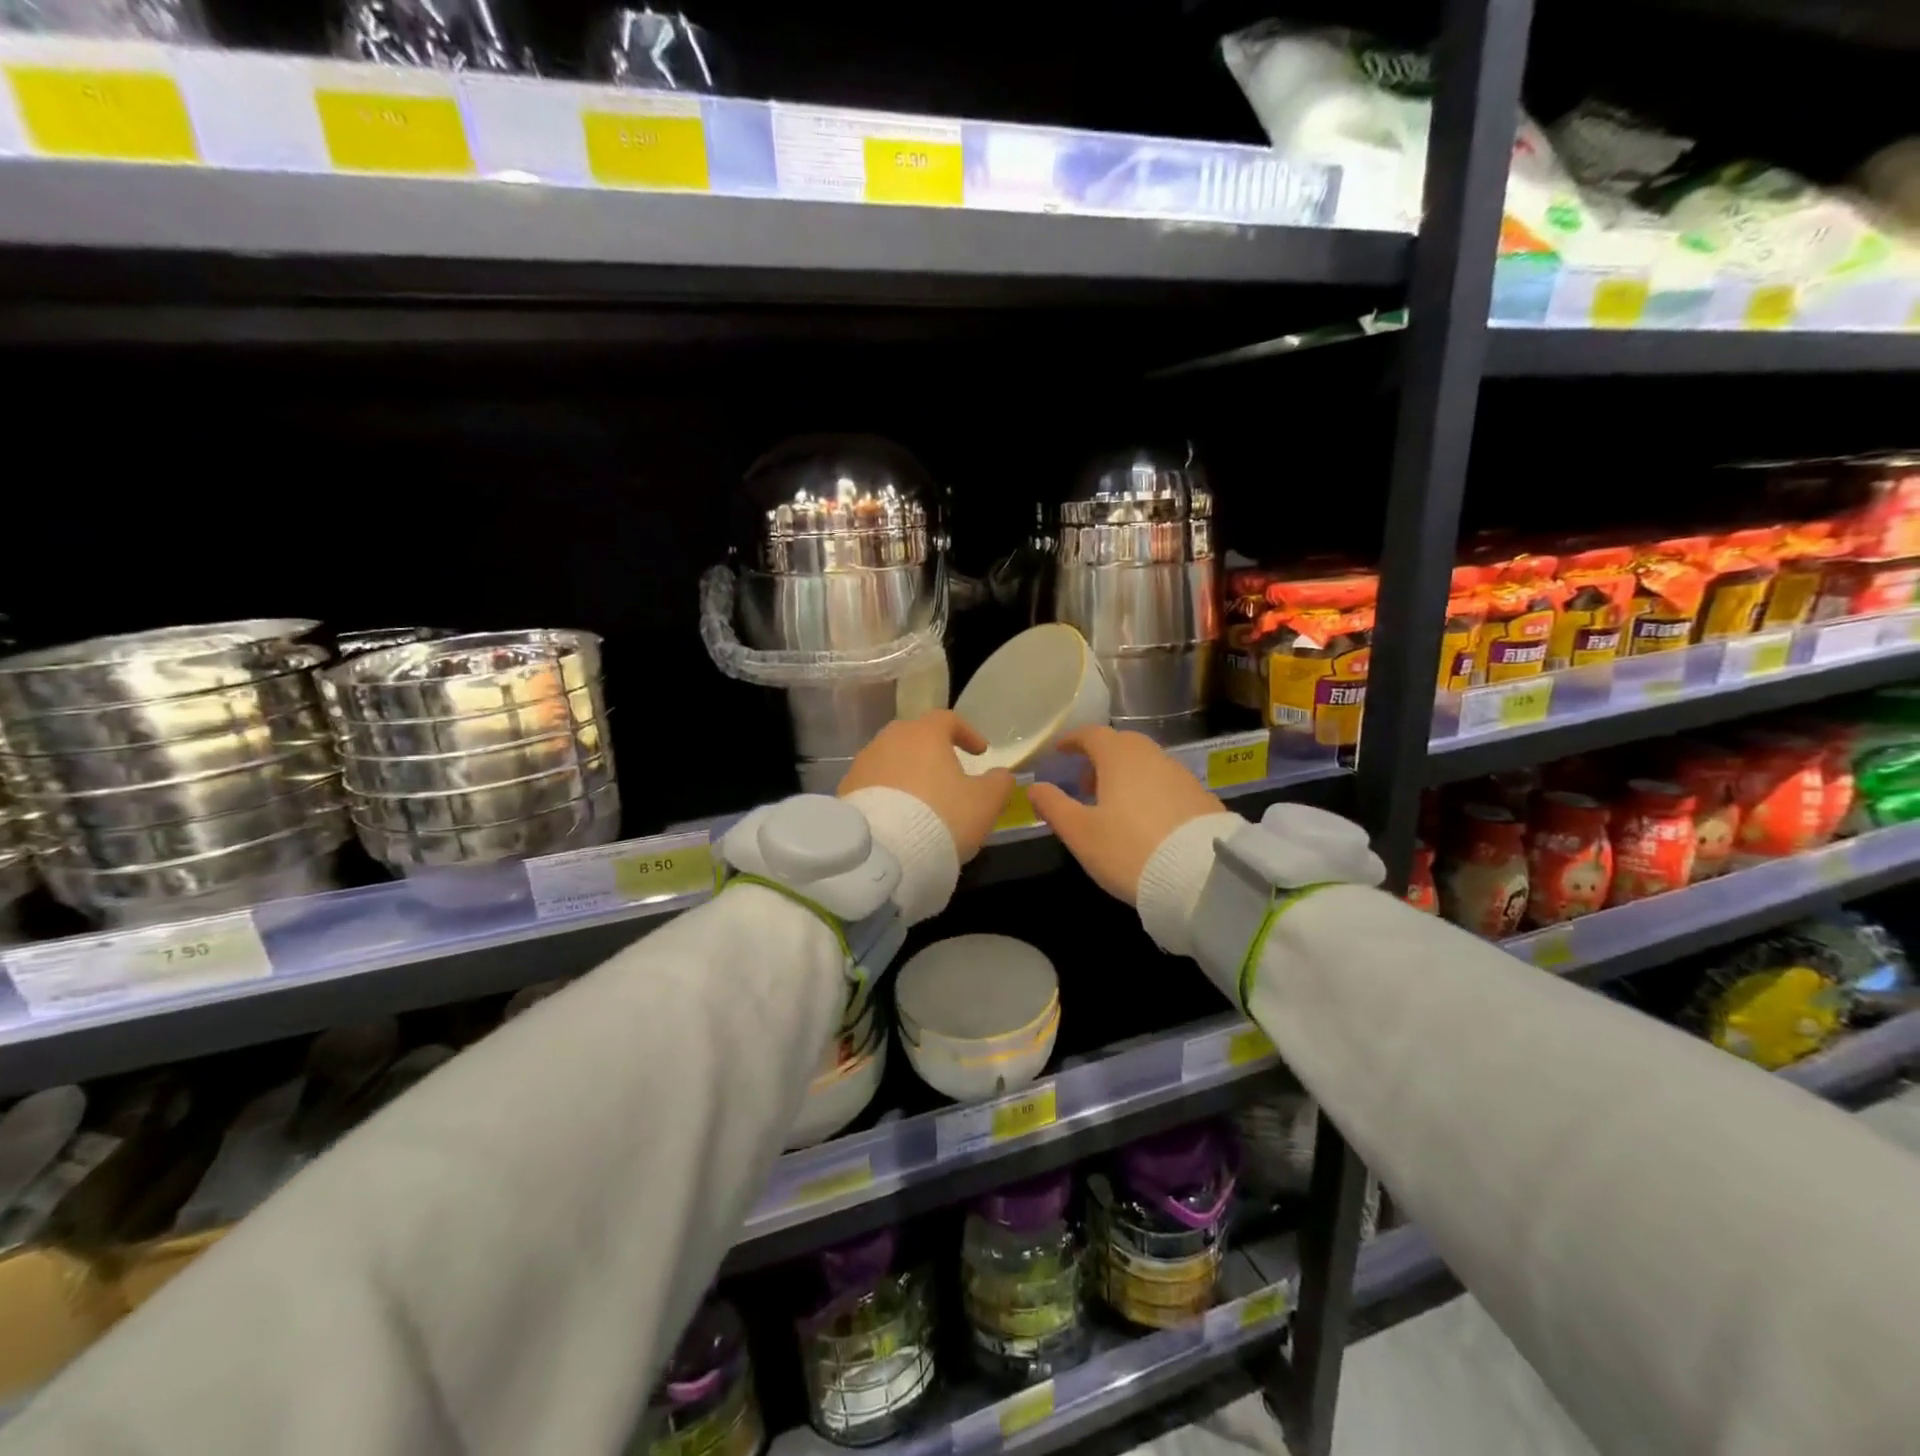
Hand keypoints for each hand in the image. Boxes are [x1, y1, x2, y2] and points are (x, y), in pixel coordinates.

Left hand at [839, 711, 1014, 863]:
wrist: (883, 853)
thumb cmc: (942, 817)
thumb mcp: (985, 803)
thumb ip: (999, 783)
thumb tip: (1001, 775)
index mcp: (924, 734)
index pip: (948, 719)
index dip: (967, 733)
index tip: (980, 752)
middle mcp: (889, 739)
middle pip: (915, 737)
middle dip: (932, 751)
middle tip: (947, 773)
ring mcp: (863, 764)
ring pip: (891, 760)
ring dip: (907, 773)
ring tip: (921, 800)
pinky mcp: (845, 790)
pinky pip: (873, 784)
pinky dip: (888, 793)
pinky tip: (897, 816)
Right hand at [1028, 727, 1224, 904]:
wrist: (1202, 876)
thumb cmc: (1128, 849)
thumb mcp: (1080, 833)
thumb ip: (1054, 806)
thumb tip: (1034, 787)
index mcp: (1119, 757)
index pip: (1092, 734)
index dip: (1073, 740)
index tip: (1060, 751)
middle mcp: (1152, 756)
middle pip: (1122, 745)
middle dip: (1100, 758)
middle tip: (1085, 783)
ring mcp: (1181, 775)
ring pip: (1146, 764)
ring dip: (1126, 775)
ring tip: (1113, 805)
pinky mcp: (1202, 797)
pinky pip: (1166, 783)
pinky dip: (1149, 790)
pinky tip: (1145, 819)